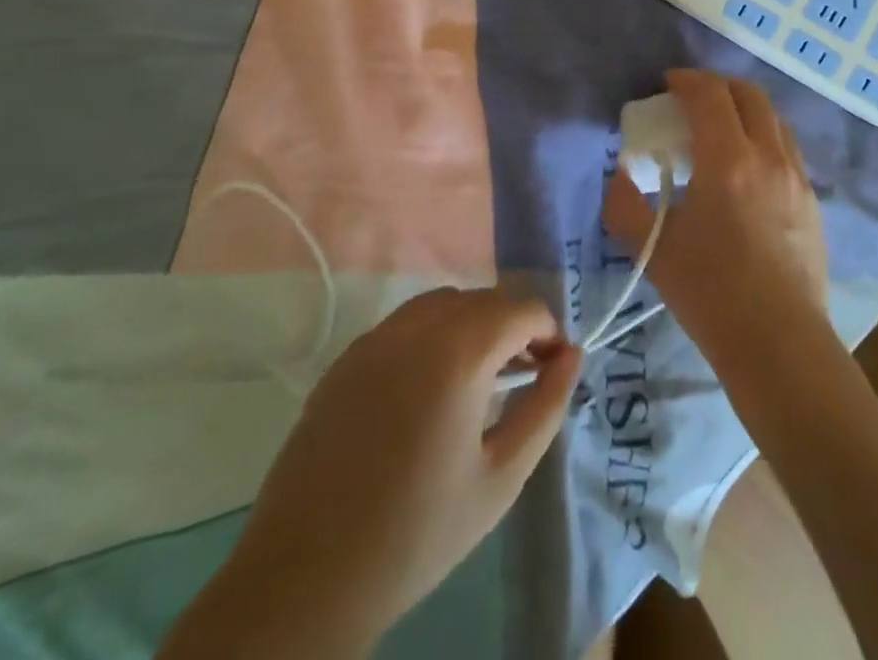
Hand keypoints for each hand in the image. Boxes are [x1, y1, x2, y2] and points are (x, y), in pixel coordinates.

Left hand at [162, 287, 579, 658]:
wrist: (306, 577)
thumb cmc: (418, 533)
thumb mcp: (502, 476)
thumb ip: (546, 407)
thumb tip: (572, 357)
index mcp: (460, 350)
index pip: (522, 309)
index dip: (549, 332)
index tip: (556, 369)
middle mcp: (417, 326)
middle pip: (484, 299)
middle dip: (514, 327)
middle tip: (526, 375)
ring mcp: (376, 337)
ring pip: (444, 304)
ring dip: (474, 324)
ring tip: (482, 377)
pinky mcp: (347, 357)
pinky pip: (406, 324)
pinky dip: (434, 335)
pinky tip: (431, 387)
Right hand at [604, 69, 829, 366]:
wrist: (779, 344)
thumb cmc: (711, 294)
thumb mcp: (654, 249)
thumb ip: (624, 205)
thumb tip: (621, 175)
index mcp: (728, 160)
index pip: (709, 94)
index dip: (686, 80)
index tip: (667, 84)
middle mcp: (769, 156)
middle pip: (748, 94)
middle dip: (717, 86)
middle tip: (691, 100)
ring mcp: (797, 176)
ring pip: (773, 118)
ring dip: (743, 109)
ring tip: (720, 130)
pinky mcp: (813, 199)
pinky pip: (787, 146)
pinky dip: (763, 136)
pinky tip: (747, 167)